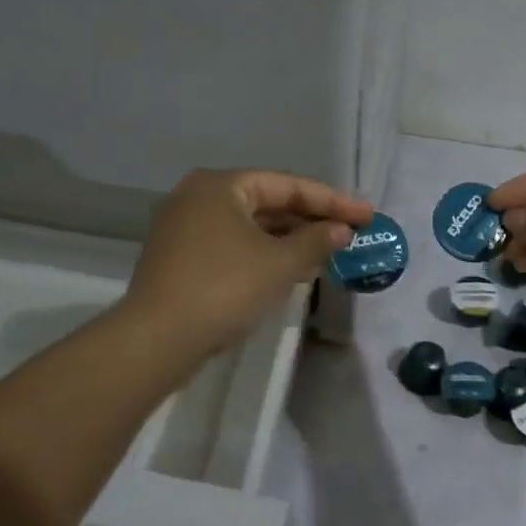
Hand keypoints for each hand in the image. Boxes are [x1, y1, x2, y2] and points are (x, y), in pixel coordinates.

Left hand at [124, 169, 373, 358]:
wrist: (158, 339)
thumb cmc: (223, 289)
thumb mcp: (278, 264)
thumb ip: (315, 242)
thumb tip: (341, 230)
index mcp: (221, 185)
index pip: (288, 185)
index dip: (332, 200)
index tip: (367, 215)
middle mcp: (199, 197)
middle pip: (267, 202)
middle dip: (310, 219)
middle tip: (351, 232)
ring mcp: (185, 228)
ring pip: (250, 226)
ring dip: (289, 238)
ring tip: (328, 251)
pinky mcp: (181, 258)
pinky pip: (233, 245)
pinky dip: (264, 253)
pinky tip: (289, 269)